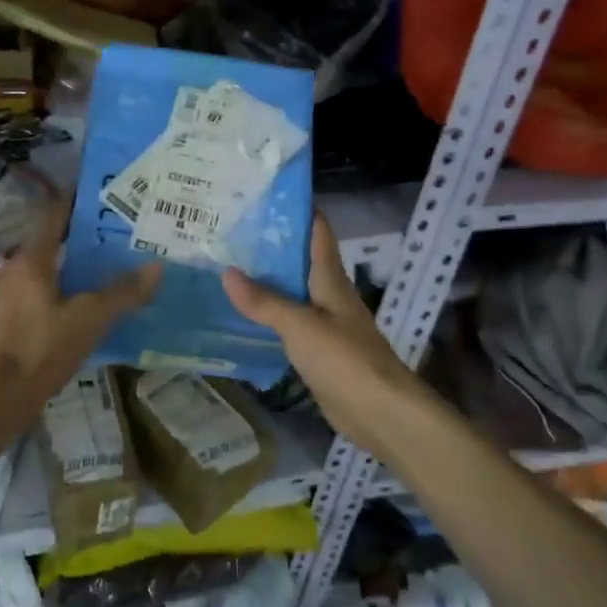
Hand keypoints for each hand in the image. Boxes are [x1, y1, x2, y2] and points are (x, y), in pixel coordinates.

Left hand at [0, 203, 161, 409]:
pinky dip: (60, 289)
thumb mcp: (90, 319)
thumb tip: (156, 267)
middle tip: (117, 235)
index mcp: (31, 259)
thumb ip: (123, 293)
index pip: (54, 214)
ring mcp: (6, 296)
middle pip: (50, 241)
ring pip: (44, 268)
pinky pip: (37, 292)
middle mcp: (14, 269)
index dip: (76, 200)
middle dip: (81, 236)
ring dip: (71, 264)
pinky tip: (81, 305)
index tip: (104, 194)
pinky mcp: (5, 320)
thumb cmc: (41, 348)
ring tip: (105, 268)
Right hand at [222, 213, 432, 455]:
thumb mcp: (300, 325)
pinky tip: (242, 315)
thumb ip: (264, 301)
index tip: (265, 194)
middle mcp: (328, 295)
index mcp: (330, 279)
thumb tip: (227, 272)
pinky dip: (268, 316)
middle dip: (271, 245)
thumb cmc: (345, 359)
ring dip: (266, 281)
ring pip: (292, 293)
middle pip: (300, 261)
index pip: (317, 232)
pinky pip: (288, 324)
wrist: (380, 412)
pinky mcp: (318, 351)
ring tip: (227, 266)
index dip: (298, 210)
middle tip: (229, 231)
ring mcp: (324, 324)